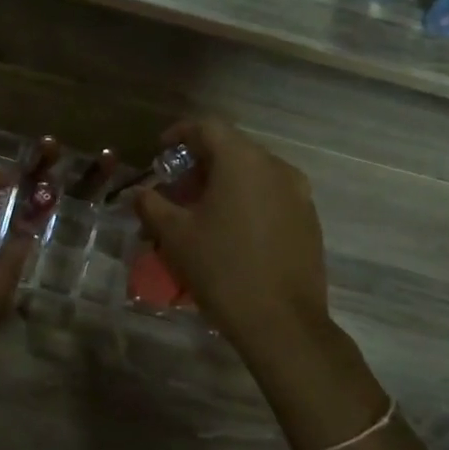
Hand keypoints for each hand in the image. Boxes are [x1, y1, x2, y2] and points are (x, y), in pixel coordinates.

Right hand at [132, 120, 334, 359]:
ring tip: (201, 213)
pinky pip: (271, 196)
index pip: (208, 127)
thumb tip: (139, 192)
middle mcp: (276, 168)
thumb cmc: (221, 269)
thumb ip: (152, 205)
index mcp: (243, 161)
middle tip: (176, 189)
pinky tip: (231, 231)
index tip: (161, 150)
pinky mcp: (309, 220)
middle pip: (232, 149)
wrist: (282, 322)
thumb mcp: (175, 235)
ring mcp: (299, 194)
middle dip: (200, 164)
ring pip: (253, 174)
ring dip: (224, 183)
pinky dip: (247, 201)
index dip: (180, 133)